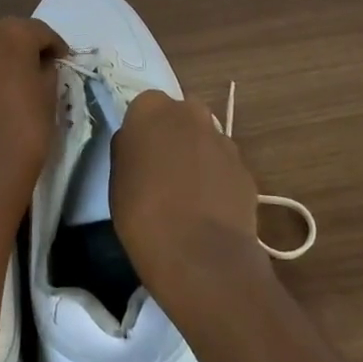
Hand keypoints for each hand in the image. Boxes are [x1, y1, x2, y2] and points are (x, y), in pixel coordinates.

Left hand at [0, 17, 65, 227]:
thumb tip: (38, 67)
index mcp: (10, 34)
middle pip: (1, 35)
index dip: (53, 45)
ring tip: (1, 88)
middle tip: (31, 70)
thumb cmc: (24, 132)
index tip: (61, 60)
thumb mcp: (50, 98)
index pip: (38, 31)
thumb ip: (45, 72)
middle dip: (17, 48)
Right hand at [111, 90, 267, 318]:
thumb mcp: (117, 179)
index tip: (139, 155)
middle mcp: (191, 113)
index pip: (144, 106)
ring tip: (188, 196)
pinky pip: (224, 167)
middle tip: (163, 170)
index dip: (142, 131)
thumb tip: (139, 146)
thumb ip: (129, 150)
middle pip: (180, 117)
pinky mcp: (245, 169)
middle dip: (174, 136)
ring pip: (205, 141)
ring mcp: (222, 140)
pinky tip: (209, 211)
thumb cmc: (143, 213)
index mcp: (152, 109)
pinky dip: (217, 181)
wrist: (200, 255)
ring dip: (198, 157)